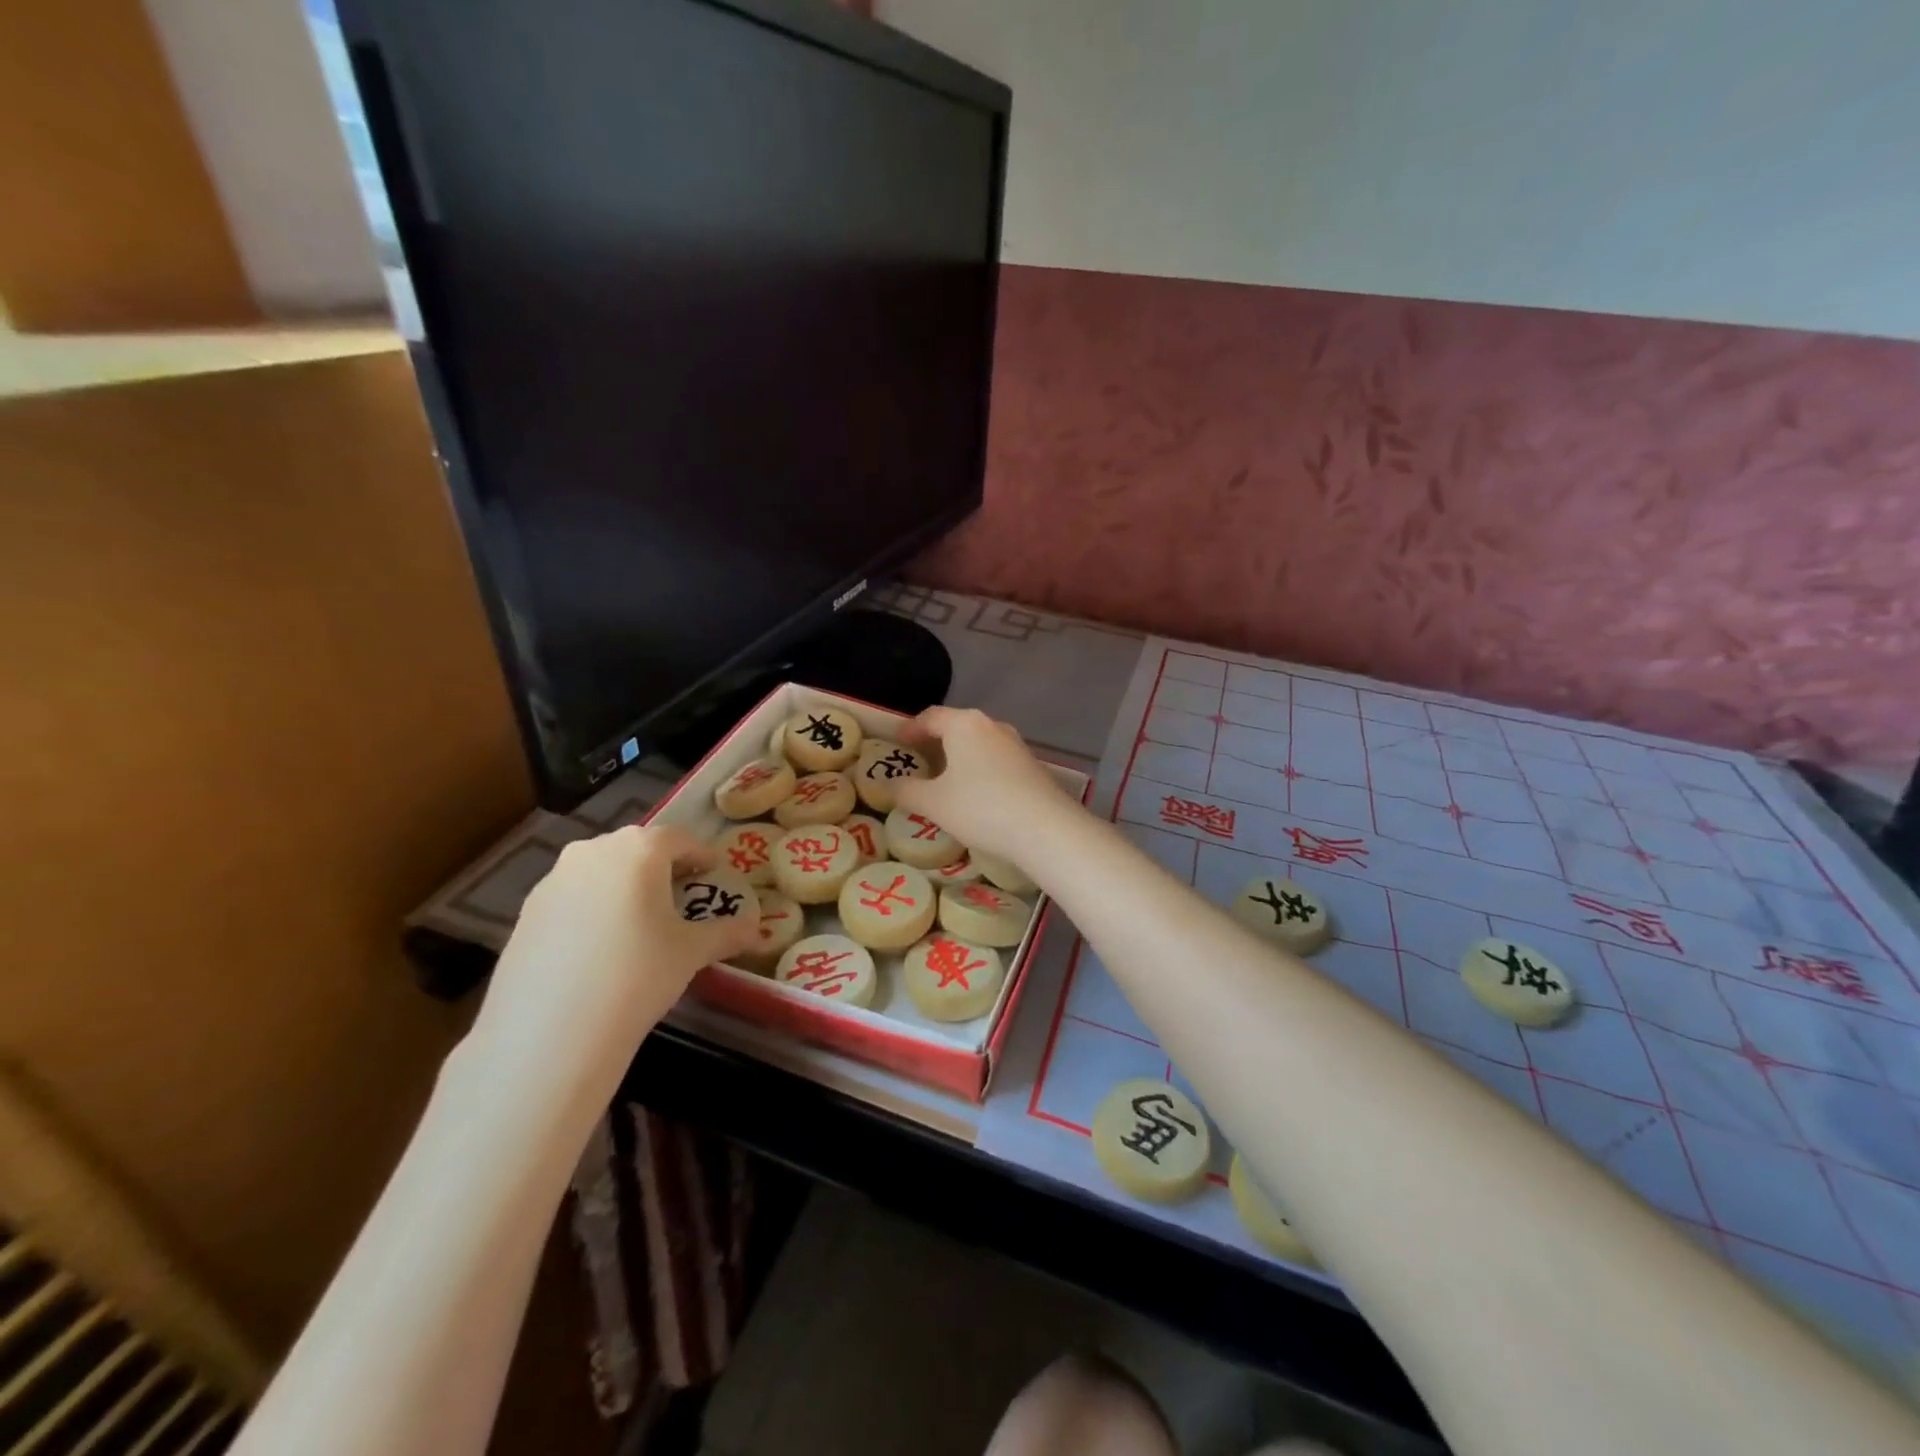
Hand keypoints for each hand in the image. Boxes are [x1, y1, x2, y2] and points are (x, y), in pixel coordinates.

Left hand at [465, 825, 758, 1112]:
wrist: (550, 1031)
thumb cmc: (638, 973)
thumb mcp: (692, 952)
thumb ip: (727, 933)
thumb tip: (757, 930)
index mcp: (639, 848)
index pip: (679, 839)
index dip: (701, 856)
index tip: (713, 874)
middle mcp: (593, 851)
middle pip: (637, 850)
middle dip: (661, 869)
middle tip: (680, 898)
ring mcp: (553, 880)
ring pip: (601, 873)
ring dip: (624, 888)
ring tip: (639, 925)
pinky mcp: (526, 913)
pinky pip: (572, 899)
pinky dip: (593, 911)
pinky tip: (601, 949)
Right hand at [894, 707, 1072, 861]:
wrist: (1045, 829)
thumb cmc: (981, 807)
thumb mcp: (934, 803)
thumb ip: (907, 791)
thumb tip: (888, 785)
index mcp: (964, 724)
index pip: (930, 716)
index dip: (909, 729)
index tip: (897, 743)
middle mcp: (992, 726)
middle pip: (956, 727)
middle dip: (935, 743)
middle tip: (917, 762)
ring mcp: (1016, 745)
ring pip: (978, 744)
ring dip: (959, 757)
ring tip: (944, 780)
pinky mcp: (1032, 766)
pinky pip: (996, 760)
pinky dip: (979, 770)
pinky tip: (975, 795)